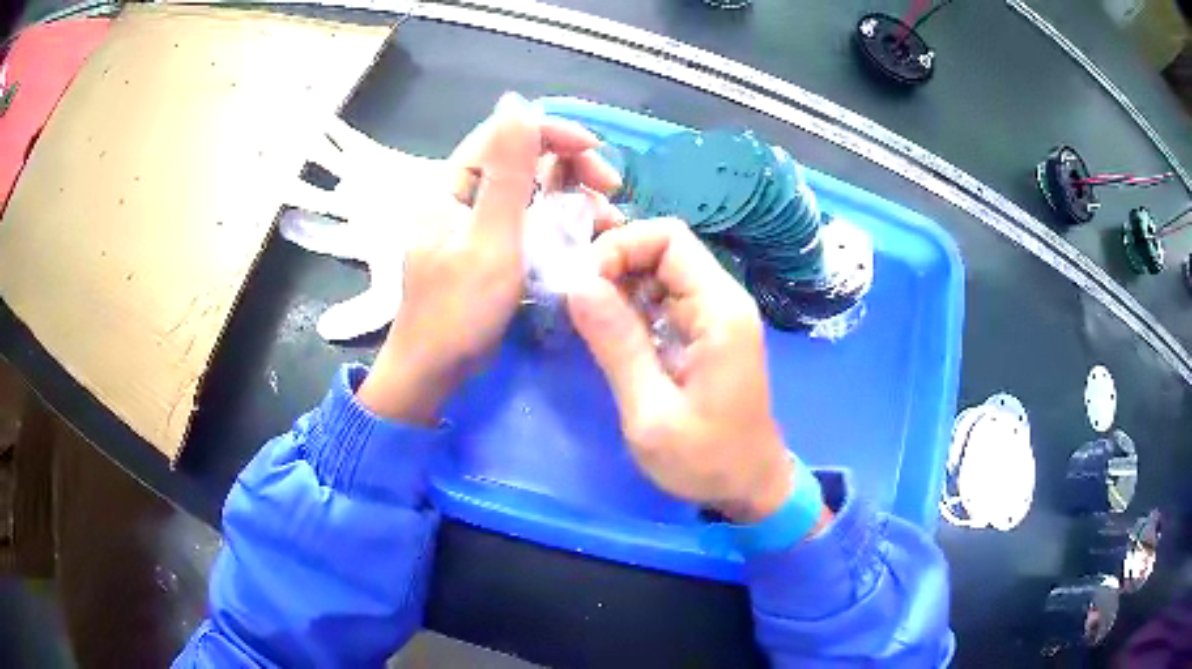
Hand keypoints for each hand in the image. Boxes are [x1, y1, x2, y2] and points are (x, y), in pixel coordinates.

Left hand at [358, 93, 621, 422]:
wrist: (433, 372)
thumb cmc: (457, 311)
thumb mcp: (489, 240)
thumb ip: (507, 173)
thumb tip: (516, 104)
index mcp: (453, 184)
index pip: (505, 134)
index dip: (553, 133)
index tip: (596, 152)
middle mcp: (465, 194)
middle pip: (524, 158)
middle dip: (572, 166)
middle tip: (611, 191)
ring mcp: (478, 221)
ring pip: (533, 190)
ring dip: (574, 197)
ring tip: (608, 222)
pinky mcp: (491, 247)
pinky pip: (532, 220)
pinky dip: (561, 224)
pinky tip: (589, 238)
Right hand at [568, 219, 793, 521]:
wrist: (750, 488)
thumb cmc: (706, 461)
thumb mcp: (651, 412)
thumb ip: (617, 345)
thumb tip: (577, 283)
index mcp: (719, 310)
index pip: (668, 238)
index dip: (620, 247)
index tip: (582, 285)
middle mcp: (723, 300)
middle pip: (664, 248)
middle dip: (615, 263)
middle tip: (578, 303)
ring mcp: (717, 316)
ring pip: (662, 271)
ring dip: (620, 284)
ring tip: (588, 319)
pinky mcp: (707, 334)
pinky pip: (666, 299)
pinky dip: (633, 305)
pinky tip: (611, 332)